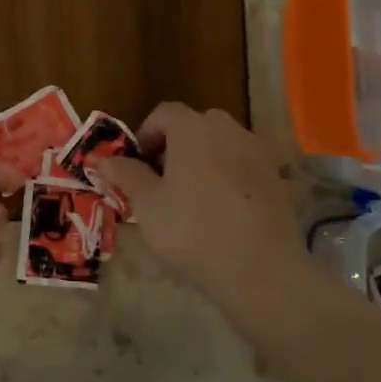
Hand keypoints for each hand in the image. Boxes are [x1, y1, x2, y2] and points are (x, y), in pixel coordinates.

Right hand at [88, 104, 316, 314]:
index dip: (145, 134)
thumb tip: (103, 159)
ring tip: (190, 197)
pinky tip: (220, 211)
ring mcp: (257, 153)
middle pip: (195, 124)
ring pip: (221, 144)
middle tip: (160, 179)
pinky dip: (227, 177)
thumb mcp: (147, 205)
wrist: (260, 269)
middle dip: (174, 145)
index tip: (136, 164)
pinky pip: (242, 166)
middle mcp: (228, 130)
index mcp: (193, 129)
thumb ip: (126, 175)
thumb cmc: (192, 230)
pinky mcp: (276, 179)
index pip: (164, 113)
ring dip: (203, 159)